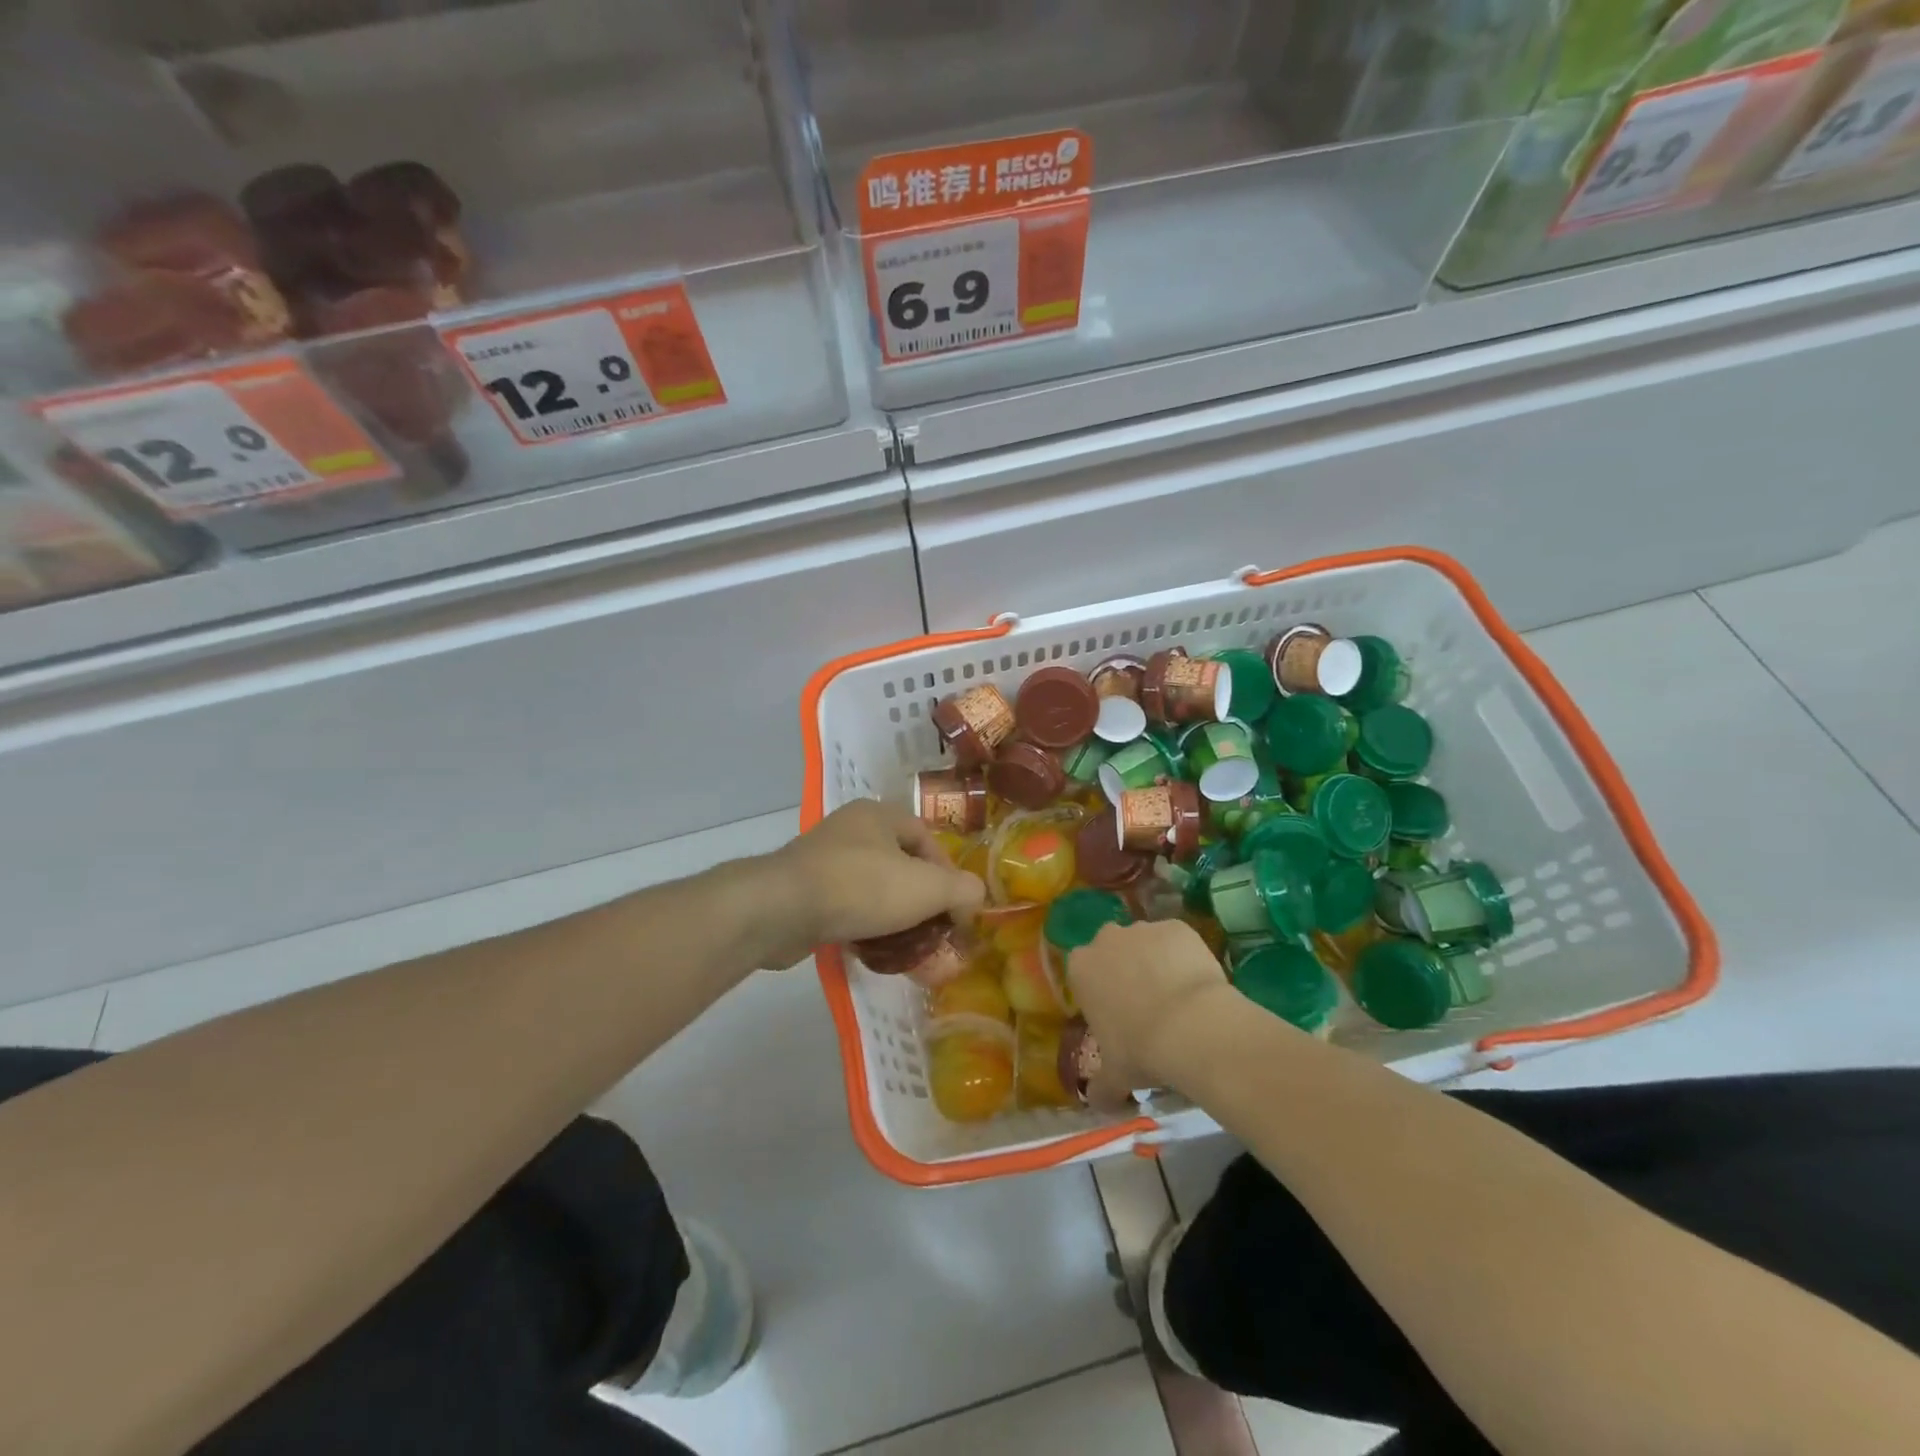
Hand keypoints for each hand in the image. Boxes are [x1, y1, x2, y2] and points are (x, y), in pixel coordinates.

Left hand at [756, 800, 985, 969]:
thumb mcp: (926, 887)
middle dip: (921, 900)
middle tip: (934, 931)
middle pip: (901, 865)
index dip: (948, 873)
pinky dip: (863, 926)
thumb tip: (975, 899)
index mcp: (879, 814)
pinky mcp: (802, 891)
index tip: (956, 909)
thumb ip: (962, 890)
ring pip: (873, 888)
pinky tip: (872, 951)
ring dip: (893, 916)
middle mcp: (850, 829)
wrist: (781, 910)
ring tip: (908, 948)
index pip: (927, 838)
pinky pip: (846, 906)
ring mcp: (822, 859)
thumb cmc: (860, 887)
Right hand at [1066, 920, 1236, 1104]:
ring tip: (1178, 998)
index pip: (1084, 973)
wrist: (1192, 1027)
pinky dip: (1184, 957)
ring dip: (1156, 962)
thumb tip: (1097, 1103)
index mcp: (1081, 967)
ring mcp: (1143, 929)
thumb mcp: (1115, 1077)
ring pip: (1146, 943)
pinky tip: (1197, 986)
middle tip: (1147, 1006)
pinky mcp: (1177, 926)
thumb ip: (1100, 1088)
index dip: (1101, 992)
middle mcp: (1106, 938)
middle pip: (1113, 951)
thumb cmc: (1141, 1050)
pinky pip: (1177, 941)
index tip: (1118, 1016)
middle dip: (1125, 971)